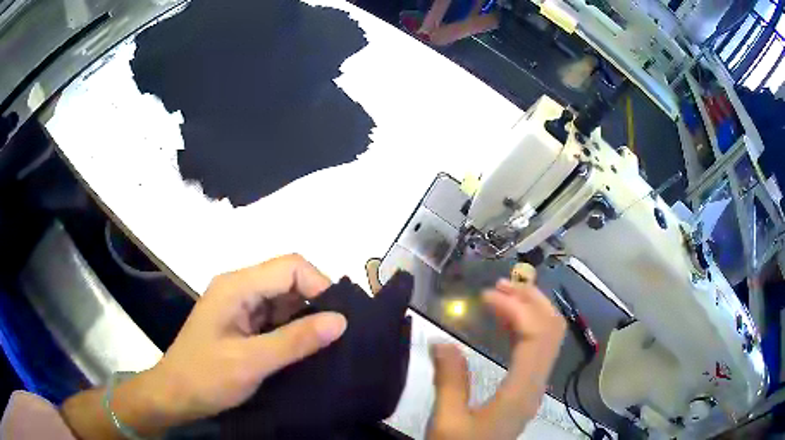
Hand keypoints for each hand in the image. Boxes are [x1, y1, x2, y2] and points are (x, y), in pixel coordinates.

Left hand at [145, 254, 346, 425]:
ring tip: (328, 345)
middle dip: (316, 303)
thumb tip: (342, 320)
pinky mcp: (243, 323)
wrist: (175, 396)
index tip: (340, 320)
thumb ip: (295, 340)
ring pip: (285, 300)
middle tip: (340, 335)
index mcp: (237, 286)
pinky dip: (294, 331)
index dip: (319, 286)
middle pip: (289, 280)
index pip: (290, 267)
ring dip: (307, 319)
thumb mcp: (251, 362)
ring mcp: (240, 306)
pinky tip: (307, 350)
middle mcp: (240, 288)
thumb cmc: (206, 377)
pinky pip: (276, 318)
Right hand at [366, 259, 565, 439]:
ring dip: (531, 310)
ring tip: (504, 295)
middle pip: (551, 330)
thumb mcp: (447, 422)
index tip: (486, 295)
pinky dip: (527, 327)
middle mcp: (536, 383)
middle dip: (531, 300)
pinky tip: (506, 322)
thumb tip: (440, 341)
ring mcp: (535, 386)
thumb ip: (448, 381)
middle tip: (500, 285)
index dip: (516, 307)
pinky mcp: (528, 388)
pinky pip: (538, 348)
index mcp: (521, 390)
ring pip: (549, 337)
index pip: (536, 335)